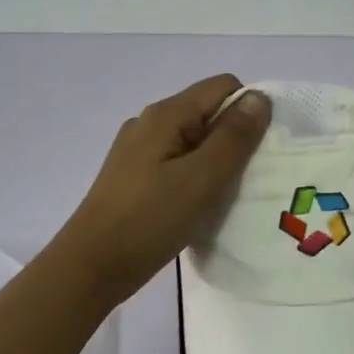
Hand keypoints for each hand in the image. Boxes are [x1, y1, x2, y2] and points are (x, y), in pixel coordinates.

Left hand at [52, 75, 271, 303]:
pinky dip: (196, 178)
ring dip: (216, 162)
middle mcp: (150, 123)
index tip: (261, 151)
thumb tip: (260, 97)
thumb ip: (233, 136)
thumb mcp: (201, 177)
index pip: (223, 87)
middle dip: (235, 138)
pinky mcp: (134, 178)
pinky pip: (177, 164)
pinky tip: (199, 207)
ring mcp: (138, 151)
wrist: (92, 266)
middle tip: (248, 179)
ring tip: (226, 197)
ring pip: (193, 142)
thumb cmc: (150, 219)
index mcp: (166, 114)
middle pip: (208, 112)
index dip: (250, 110)